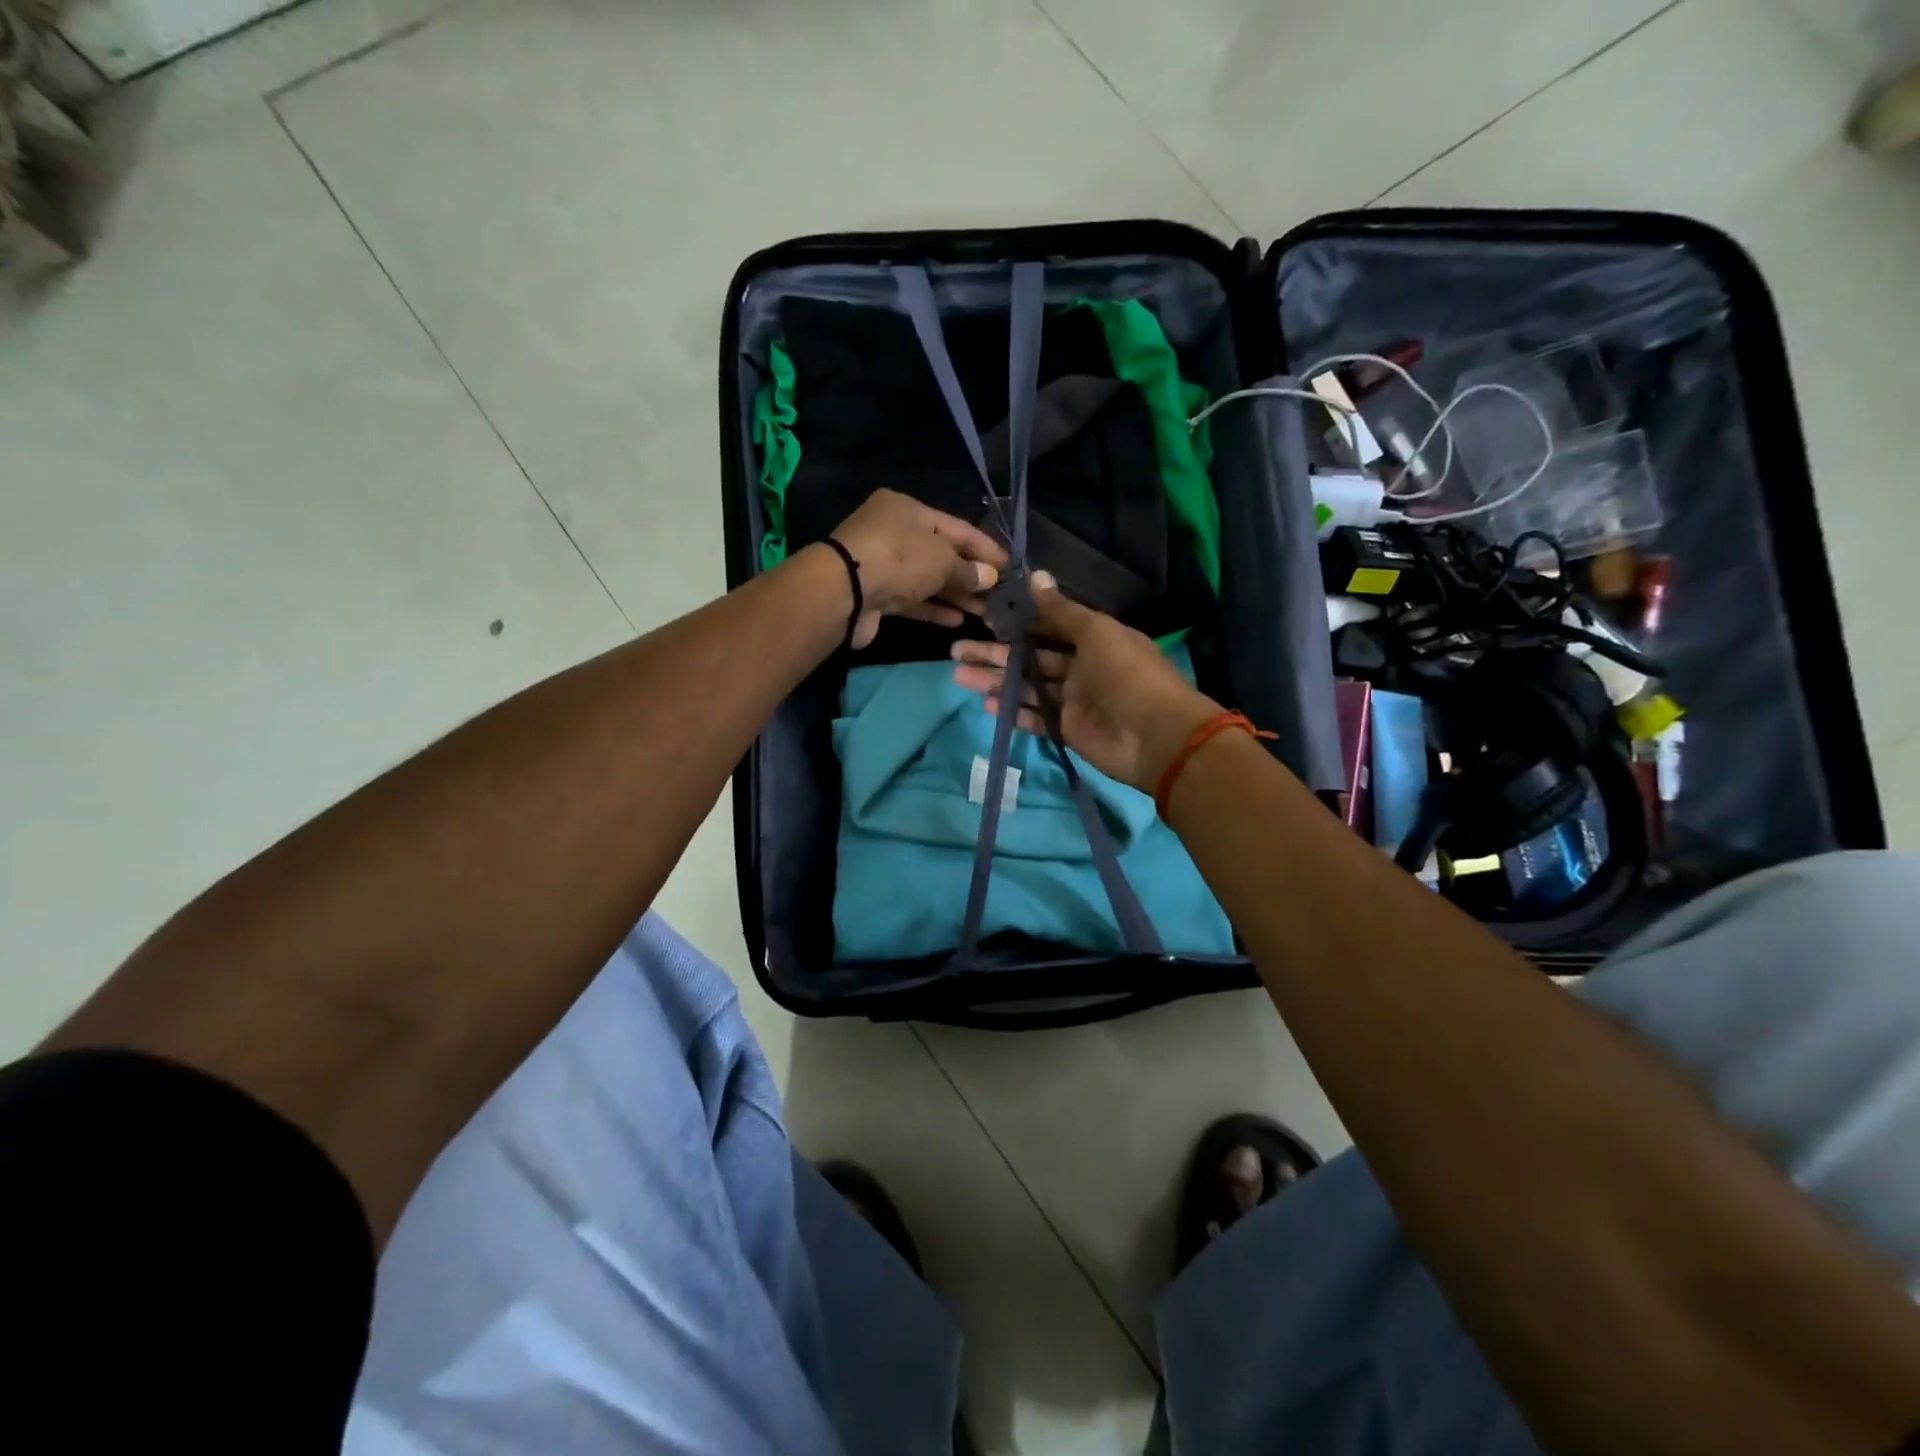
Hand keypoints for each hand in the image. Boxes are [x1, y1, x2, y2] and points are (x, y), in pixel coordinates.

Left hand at [829, 490, 1005, 649]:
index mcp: (907, 510)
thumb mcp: (942, 558)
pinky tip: (958, 621)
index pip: (957, 527)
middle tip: (999, 594)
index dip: (984, 547)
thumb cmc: (898, 559)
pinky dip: (935, 608)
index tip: (1009, 566)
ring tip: (985, 611)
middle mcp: (893, 533)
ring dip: (956, 595)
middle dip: (971, 574)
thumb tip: (989, 578)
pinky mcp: (877, 595)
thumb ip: (968, 569)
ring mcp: (883, 565)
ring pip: (927, 579)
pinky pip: (913, 600)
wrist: (844, 592)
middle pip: (941, 553)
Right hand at [951, 573, 1218, 793]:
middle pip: (1030, 657)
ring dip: (995, 680)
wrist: (1156, 735)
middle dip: (995, 652)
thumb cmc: (1127, 674)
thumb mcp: (1096, 632)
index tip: (983, 617)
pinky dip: (1012, 711)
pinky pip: (1034, 717)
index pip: (1047, 626)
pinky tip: (986, 704)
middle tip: (956, 649)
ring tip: (960, 674)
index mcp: (1093, 639)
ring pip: (1027, 687)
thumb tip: (1033, 576)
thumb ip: (1060, 610)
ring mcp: (1074, 701)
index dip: (1016, 621)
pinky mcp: (1068, 730)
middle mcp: (1081, 667)